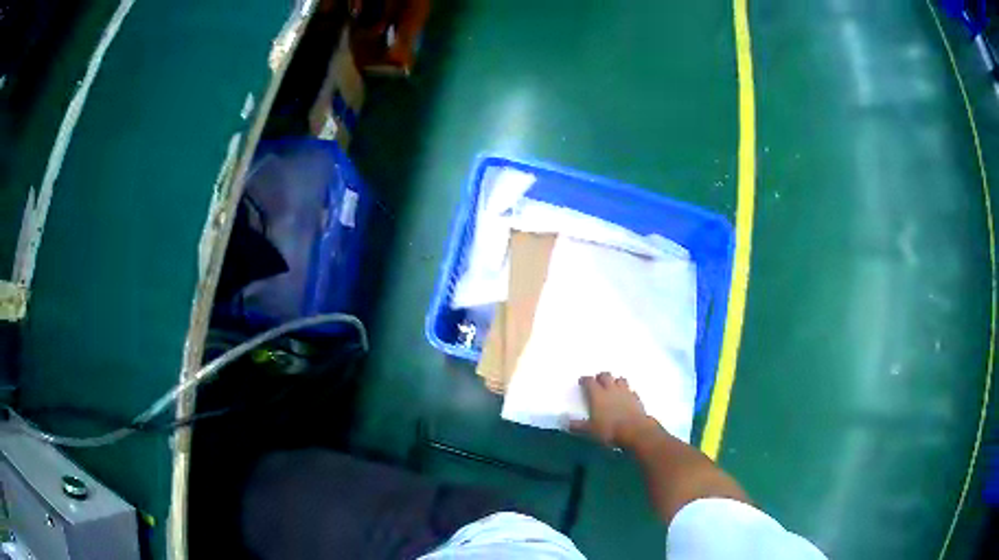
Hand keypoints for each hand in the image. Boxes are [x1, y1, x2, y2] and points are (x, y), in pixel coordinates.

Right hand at [569, 373, 657, 447]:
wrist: (635, 431)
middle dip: (601, 377)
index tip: (582, 381)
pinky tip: (626, 396)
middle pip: (606, 376)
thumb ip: (577, 425)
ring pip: (620, 380)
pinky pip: (631, 390)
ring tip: (613, 386)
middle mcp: (611, 390)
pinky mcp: (636, 399)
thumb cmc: (609, 430)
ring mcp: (625, 392)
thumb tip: (565, 422)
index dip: (585, 380)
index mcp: (597, 395)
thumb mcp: (590, 430)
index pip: (589, 381)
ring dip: (615, 381)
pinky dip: (627, 392)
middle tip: (597, 381)